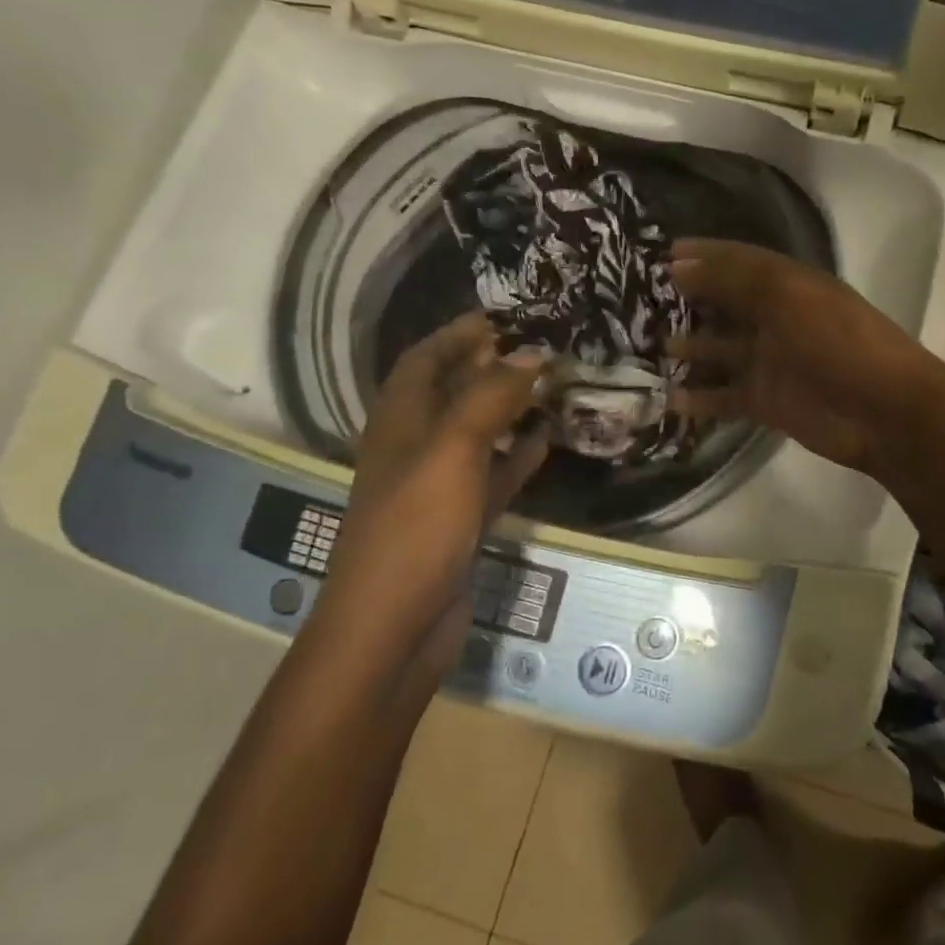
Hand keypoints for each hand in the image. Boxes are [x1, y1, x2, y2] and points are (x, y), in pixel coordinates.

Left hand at [326, 313, 549, 635]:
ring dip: (509, 411)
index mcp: (399, 421)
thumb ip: (491, 398)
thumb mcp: (452, 450)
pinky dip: (517, 457)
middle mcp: (414, 447)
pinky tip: (547, 443)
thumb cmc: (414, 527)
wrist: (392, 627)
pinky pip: (492, 476)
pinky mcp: (459, 521)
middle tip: (540, 350)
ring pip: (477, 434)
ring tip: (552, 389)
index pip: (424, 360)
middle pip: (452, 393)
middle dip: (490, 368)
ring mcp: (437, 487)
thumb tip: (532, 354)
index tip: (502, 317)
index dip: (457, 335)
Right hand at [666, 239, 944, 478]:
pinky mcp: (767, 402)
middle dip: (691, 301)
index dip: (705, 255)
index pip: (740, 262)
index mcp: (790, 286)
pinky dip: (699, 399)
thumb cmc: (839, 342)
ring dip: (690, 348)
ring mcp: (771, 363)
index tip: (665, 254)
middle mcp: (777, 320)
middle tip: (646, 302)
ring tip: (652, 346)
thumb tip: (680, 266)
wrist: (883, 412)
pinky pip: (725, 397)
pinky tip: (668, 398)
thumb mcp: (788, 296)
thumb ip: (734, 280)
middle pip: (727, 305)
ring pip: (721, 351)